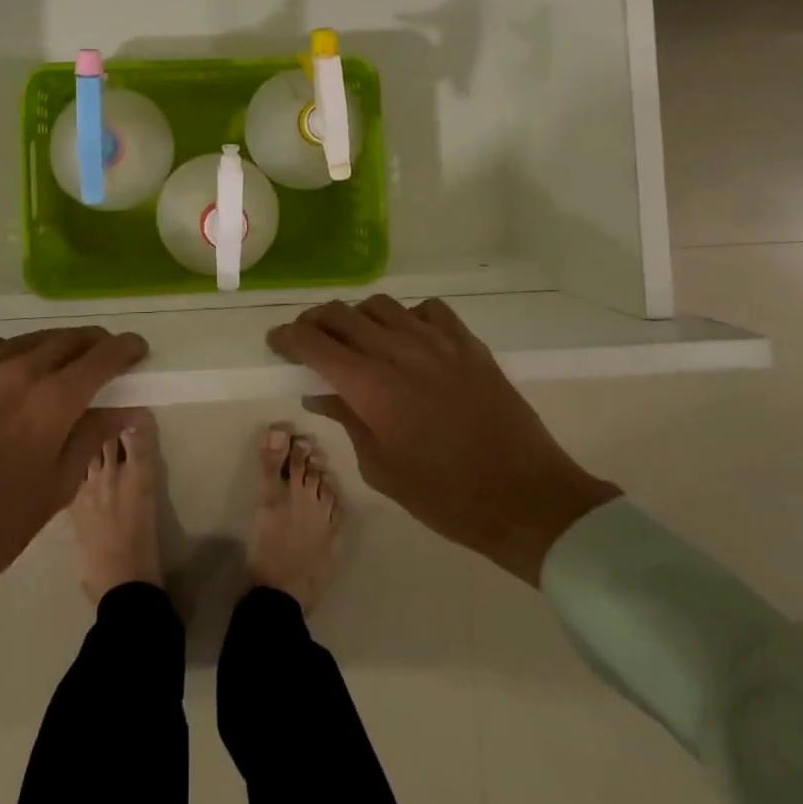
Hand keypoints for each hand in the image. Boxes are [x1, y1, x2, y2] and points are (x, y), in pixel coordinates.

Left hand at [0, 327, 148, 634]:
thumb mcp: (57, 486)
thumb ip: (92, 436)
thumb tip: (123, 407)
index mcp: (53, 400)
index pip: (103, 356)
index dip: (126, 348)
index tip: (137, 350)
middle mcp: (19, 371)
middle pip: (68, 339)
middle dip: (94, 345)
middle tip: (103, 358)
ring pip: (28, 339)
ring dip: (52, 347)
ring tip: (58, 363)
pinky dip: (5, 349)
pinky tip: (7, 366)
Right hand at [268, 296, 619, 583]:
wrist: (526, 497)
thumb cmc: (446, 496)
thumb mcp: (382, 468)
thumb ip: (347, 420)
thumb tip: (319, 392)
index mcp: (369, 385)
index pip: (313, 342)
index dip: (287, 337)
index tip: (276, 342)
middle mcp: (397, 350)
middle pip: (341, 314)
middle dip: (314, 321)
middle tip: (307, 339)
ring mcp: (435, 341)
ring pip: (380, 305)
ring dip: (358, 317)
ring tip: (357, 338)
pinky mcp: (467, 343)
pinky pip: (427, 310)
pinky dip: (407, 317)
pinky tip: (409, 338)